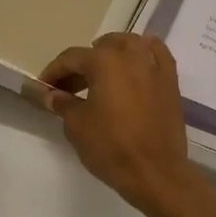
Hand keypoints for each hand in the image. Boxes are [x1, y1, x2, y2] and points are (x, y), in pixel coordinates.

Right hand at [41, 33, 200, 214]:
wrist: (155, 171)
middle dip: (82, 64)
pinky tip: (135, 63)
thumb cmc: (111, 147)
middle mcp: (131, 54)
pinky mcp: (170, 80)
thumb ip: (63, 104)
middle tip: (69, 86)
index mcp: (104, 61)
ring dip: (112, 53)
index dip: (54, 71)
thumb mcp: (77, 126)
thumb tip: (53, 95)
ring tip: (100, 74)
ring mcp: (154, 65)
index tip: (44, 87)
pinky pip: (156, 54)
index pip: (72, 58)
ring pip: (130, 45)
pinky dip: (143, 52)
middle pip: (101, 48)